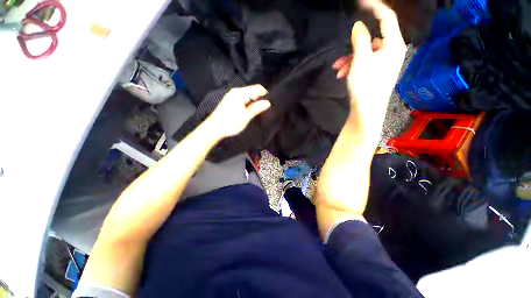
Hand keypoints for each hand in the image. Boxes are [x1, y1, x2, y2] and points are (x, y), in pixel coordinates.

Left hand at [205, 85, 270, 138]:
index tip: (269, 103)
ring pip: (247, 94)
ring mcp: (231, 95)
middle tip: (264, 108)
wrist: (214, 128)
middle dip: (259, 98)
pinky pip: (242, 98)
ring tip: (257, 111)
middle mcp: (236, 91)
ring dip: (253, 101)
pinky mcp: (229, 100)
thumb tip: (268, 102)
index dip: (265, 94)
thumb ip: (257, 108)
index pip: (258, 88)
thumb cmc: (230, 123)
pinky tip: (248, 111)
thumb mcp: (246, 116)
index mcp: (240, 93)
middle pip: (252, 90)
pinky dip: (247, 102)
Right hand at [333, 2, 405, 139]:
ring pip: (364, 53)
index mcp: (393, 45)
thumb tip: (358, 25)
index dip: (374, 7)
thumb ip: (359, 39)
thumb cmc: (365, 85)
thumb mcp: (360, 60)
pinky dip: (352, 66)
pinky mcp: (376, 72)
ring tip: (338, 70)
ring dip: (349, 60)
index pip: (386, 18)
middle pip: (371, 40)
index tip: (360, 2)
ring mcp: (384, 63)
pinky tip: (342, 74)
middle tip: (339, 59)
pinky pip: (364, 63)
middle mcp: (391, 52)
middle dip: (353, 48)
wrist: (366, 110)